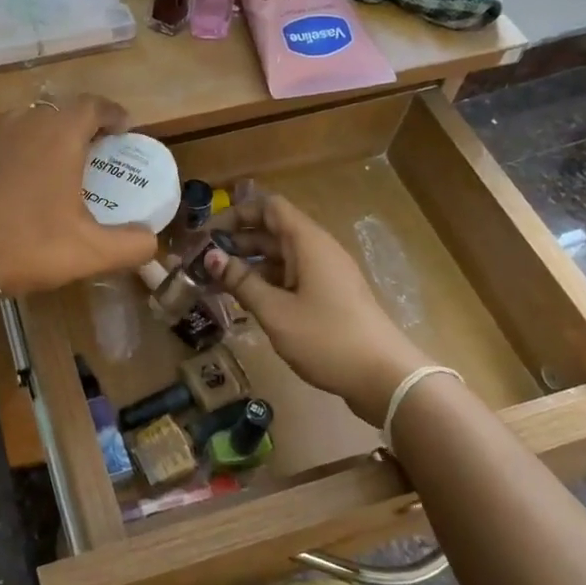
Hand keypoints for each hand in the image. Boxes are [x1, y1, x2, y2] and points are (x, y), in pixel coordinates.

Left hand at [0, 96, 158, 297]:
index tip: (123, 129)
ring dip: (46, 134)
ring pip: (26, 122)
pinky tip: (18, 183)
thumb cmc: (28, 246)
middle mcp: (23, 125)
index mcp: (59, 136)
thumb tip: (152, 241)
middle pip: (58, 110)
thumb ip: (131, 245)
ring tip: (57, 161)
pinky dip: (17, 152)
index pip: (92, 106)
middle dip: (81, 123)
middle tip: (95, 148)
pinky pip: (0, 143)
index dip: (112, 113)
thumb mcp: (90, 252)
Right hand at [201, 194, 430, 424]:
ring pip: (280, 257)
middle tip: (201, 263)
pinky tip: (244, 301)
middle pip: (272, 232)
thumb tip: (209, 256)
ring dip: (248, 265)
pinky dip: (265, 282)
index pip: (269, 207)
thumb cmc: (326, 338)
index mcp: (307, 243)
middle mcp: (317, 250)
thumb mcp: (275, 311)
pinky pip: (291, 277)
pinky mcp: (329, 296)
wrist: (384, 377)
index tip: (207, 235)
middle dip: (236, 242)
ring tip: (214, 284)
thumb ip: (241, 281)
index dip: (236, 214)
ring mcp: (325, 274)